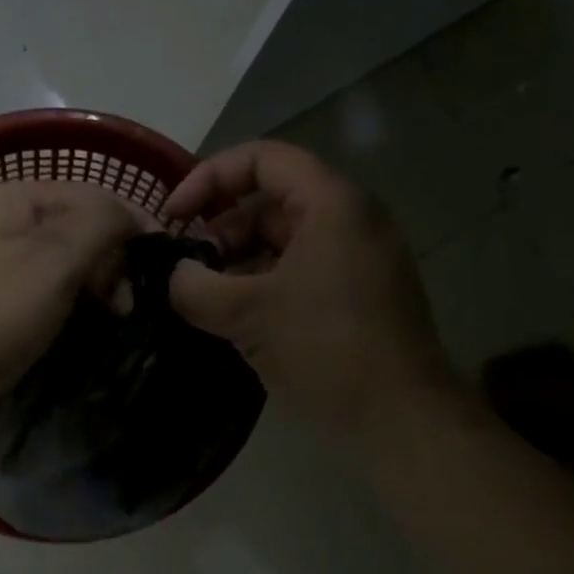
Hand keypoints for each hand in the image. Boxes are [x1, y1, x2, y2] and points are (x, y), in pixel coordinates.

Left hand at [0, 179, 148, 452]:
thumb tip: (134, 218)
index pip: (96, 197)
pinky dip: (72, 306)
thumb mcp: (54, 262)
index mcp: (15, 198)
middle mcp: (4, 221)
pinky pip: (47, 292)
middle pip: (82, 229)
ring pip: (67, 264)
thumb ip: (102, 225)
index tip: (165, 272)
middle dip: (114, 263)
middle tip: (127, 307)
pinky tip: (83, 327)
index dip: (135, 228)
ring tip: (112, 320)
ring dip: (97, 288)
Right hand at [165, 141, 464, 444]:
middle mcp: (348, 221)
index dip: (209, 178)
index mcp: (330, 204)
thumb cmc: (326, 348)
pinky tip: (233, 322)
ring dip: (236, 266)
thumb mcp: (248, 315)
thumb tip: (173, 276)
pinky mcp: (355, 297)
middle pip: (269, 204)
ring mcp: (355, 261)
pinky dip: (261, 288)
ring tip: (202, 301)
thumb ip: (196, 287)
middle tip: (185, 271)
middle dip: (219, 231)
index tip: (173, 216)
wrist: (400, 415)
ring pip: (281, 244)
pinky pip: (297, 275)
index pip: (262, 159)